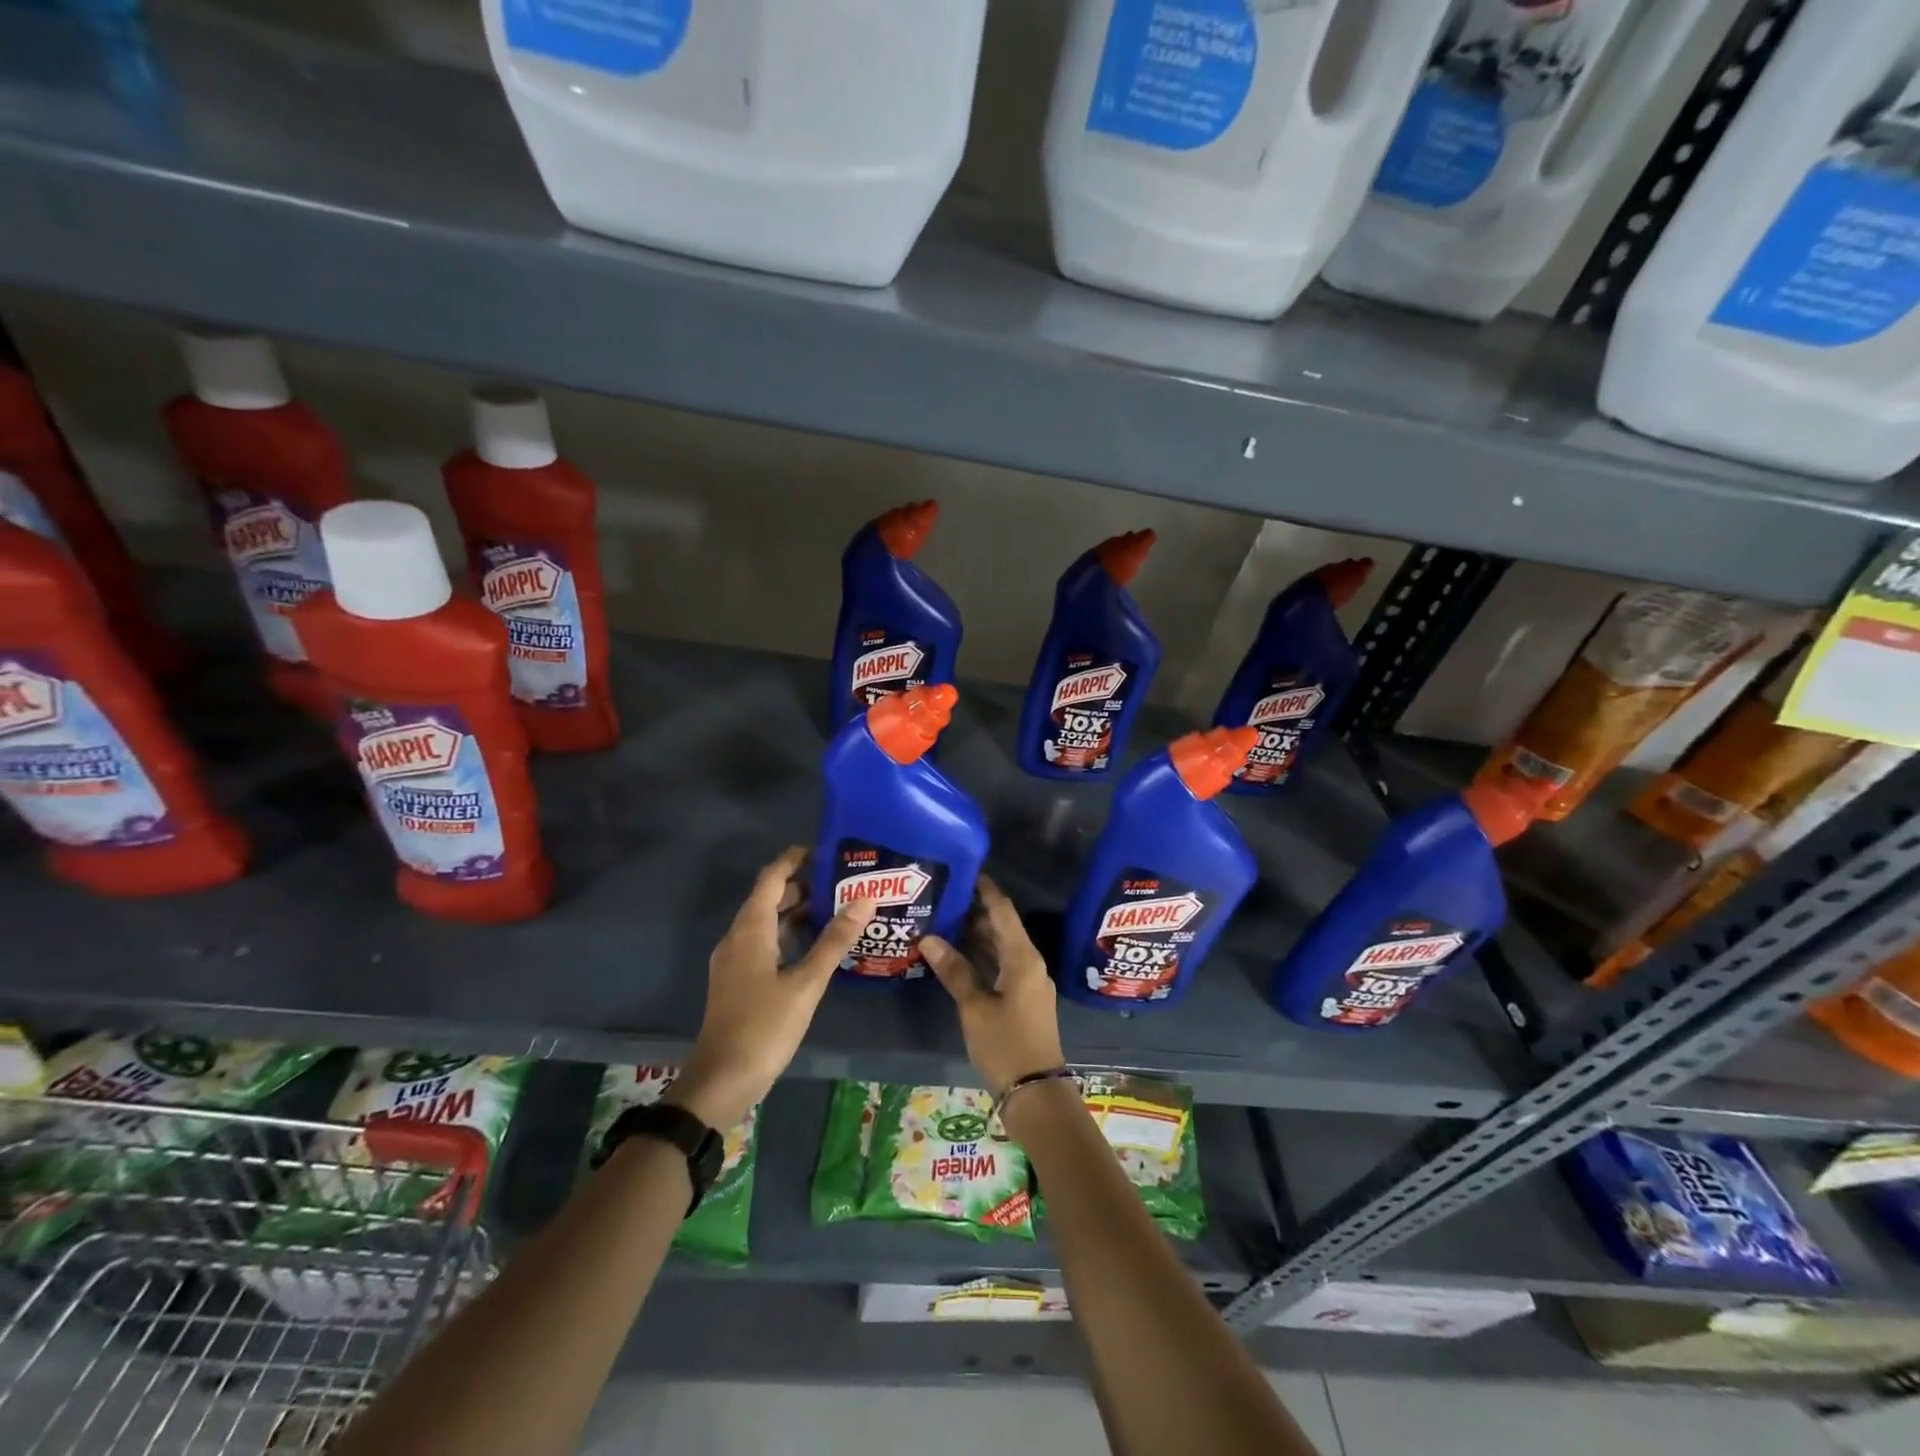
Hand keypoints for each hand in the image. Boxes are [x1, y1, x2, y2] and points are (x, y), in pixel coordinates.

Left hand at [668, 847, 873, 1129]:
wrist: (721, 1080)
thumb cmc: (764, 1027)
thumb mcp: (806, 983)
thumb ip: (835, 940)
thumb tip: (865, 898)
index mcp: (750, 929)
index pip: (772, 878)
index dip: (795, 859)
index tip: (826, 849)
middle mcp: (738, 937)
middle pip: (769, 897)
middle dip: (802, 883)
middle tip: (842, 879)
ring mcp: (735, 960)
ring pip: (766, 921)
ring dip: (796, 909)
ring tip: (835, 905)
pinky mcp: (738, 979)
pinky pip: (764, 941)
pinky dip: (788, 933)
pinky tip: (814, 944)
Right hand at [920, 876, 1066, 1097]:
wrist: (1035, 1093)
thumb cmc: (1006, 1044)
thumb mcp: (975, 1007)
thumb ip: (954, 970)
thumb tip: (929, 937)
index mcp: (1023, 958)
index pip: (1003, 911)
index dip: (986, 890)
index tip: (966, 870)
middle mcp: (1029, 964)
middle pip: (1002, 928)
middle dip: (976, 911)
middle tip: (945, 895)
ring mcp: (1028, 983)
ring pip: (1001, 948)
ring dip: (977, 935)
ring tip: (945, 919)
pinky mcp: (1022, 1000)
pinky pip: (1001, 966)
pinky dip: (981, 957)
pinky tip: (957, 957)